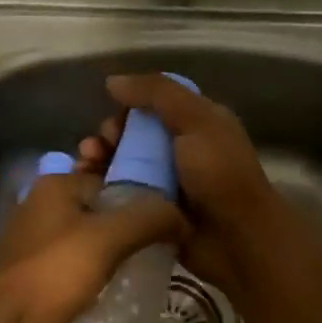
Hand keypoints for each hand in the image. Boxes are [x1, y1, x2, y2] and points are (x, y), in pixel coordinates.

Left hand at [0, 168, 185, 322]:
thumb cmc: (50, 272)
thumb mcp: (107, 241)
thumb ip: (147, 220)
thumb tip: (183, 216)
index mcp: (59, 183)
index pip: (114, 178)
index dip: (143, 199)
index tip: (168, 227)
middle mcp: (44, 200)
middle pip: (100, 206)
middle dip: (128, 225)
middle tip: (157, 250)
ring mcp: (33, 233)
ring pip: (85, 232)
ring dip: (110, 248)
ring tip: (140, 269)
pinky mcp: (28, 264)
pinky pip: (71, 256)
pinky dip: (91, 265)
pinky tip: (108, 285)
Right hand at [78, 73, 284, 296]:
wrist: (237, 240)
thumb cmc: (220, 174)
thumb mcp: (196, 120)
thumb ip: (157, 93)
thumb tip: (112, 82)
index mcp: (197, 123)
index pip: (152, 105)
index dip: (128, 110)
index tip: (113, 124)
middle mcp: (181, 150)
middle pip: (133, 135)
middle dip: (108, 138)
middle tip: (94, 150)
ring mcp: (166, 183)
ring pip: (123, 165)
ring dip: (100, 163)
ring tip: (84, 169)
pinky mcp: (154, 212)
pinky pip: (122, 195)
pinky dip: (103, 190)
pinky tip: (85, 190)